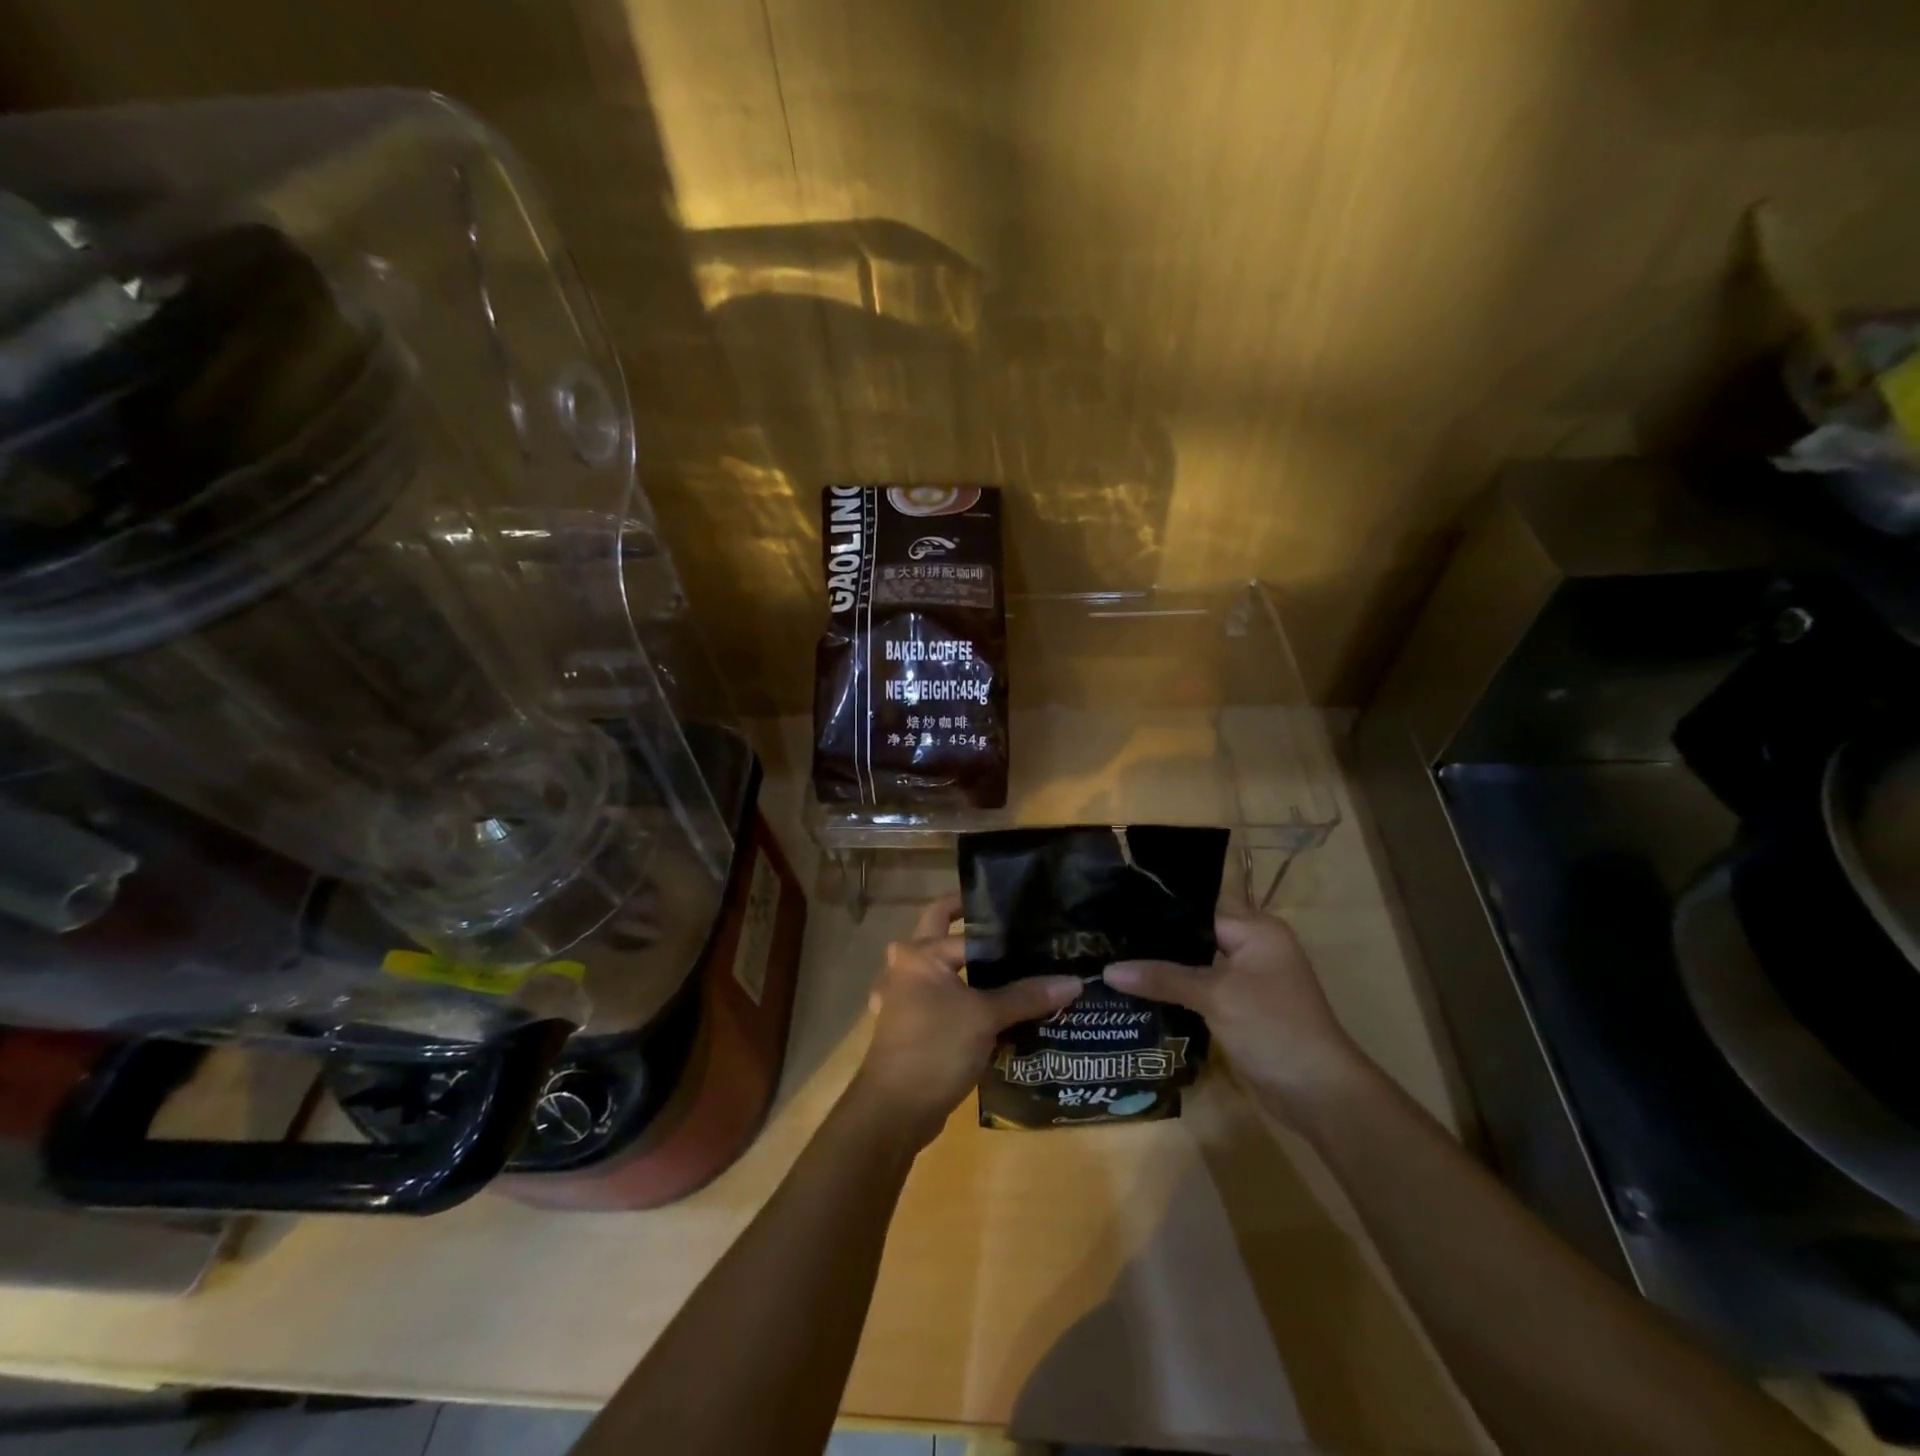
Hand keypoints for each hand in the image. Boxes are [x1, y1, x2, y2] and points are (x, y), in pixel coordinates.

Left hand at [849, 894, 1082, 1149]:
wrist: (894, 1110)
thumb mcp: (986, 1017)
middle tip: (1010, 926)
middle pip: (939, 932)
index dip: (1002, 927)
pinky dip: (956, 998)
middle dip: (968, 924)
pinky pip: (935, 999)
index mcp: (920, 954)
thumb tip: (1074, 981)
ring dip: (961, 964)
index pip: (968, 929)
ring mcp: (901, 997)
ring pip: (936, 968)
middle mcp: (905, 967)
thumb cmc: (936, 1047)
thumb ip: (1027, 996)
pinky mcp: (907, 1025)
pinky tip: (981, 1007)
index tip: (1033, 922)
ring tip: (1003, 965)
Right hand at [1103, 911, 1368, 1119]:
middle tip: (1104, 937)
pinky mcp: (1238, 1007)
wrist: (1318, 1094)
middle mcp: (1252, 946)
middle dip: (1154, 940)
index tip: (1112, 909)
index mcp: (1256, 929)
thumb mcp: (1216, 996)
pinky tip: (1137, 991)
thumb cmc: (1273, 1028)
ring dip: (1161, 968)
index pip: (1196, 907)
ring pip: (1193, 964)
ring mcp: (1246, 979)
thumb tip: (1109, 971)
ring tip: (1111, 959)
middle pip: (1193, 934)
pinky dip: (1174, 990)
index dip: (1157, 910)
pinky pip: (1199, 989)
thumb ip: (1162, 977)